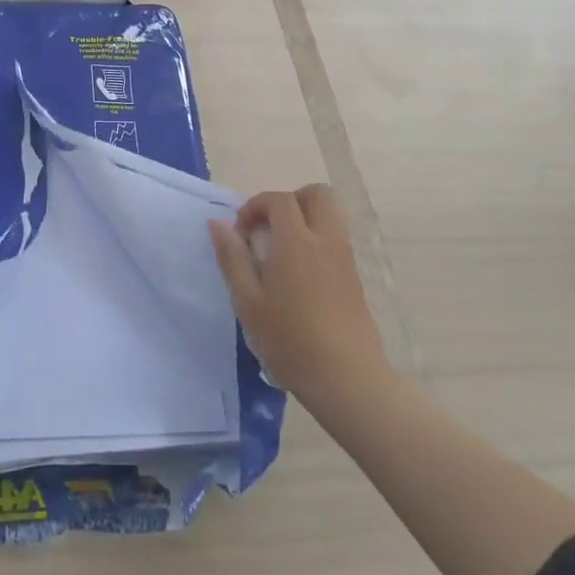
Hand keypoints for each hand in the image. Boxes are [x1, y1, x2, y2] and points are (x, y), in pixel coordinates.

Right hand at [207, 184, 393, 415]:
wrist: (347, 379)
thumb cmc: (290, 340)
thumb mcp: (248, 302)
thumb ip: (232, 258)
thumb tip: (218, 223)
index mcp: (296, 242)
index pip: (280, 200)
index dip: (256, 206)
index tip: (241, 232)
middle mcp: (326, 241)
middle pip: (317, 195)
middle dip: (290, 201)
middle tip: (268, 229)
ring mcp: (345, 259)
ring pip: (331, 215)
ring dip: (305, 220)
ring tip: (281, 253)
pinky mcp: (355, 278)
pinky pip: (336, 240)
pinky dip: (317, 241)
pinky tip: (299, 277)